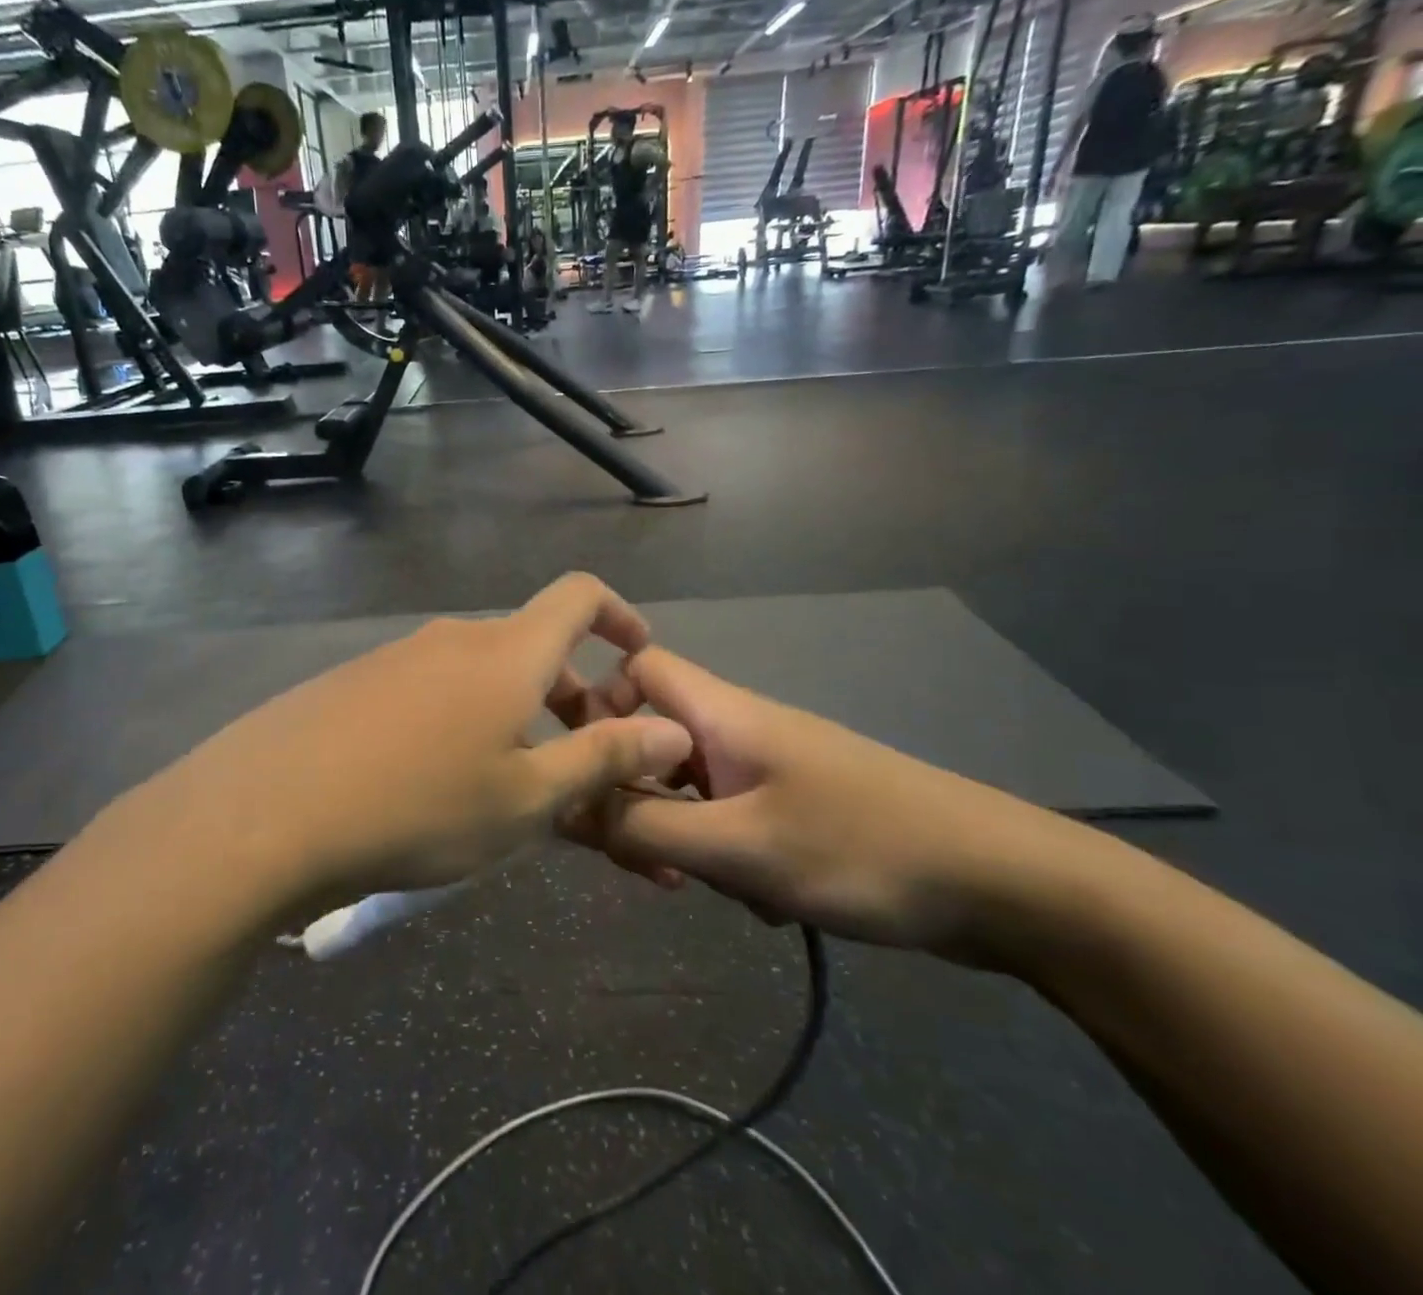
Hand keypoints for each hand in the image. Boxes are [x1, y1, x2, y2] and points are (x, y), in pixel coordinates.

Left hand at [137, 575, 694, 913]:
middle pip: (530, 645)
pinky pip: (429, 687)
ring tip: (507, 783)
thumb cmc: (419, 808)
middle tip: (576, 761)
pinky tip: (434, 779)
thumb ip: (604, 758)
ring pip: (478, 671)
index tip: (637, 658)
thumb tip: (671, 728)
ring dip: (512, 711)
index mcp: (506, 653)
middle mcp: (452, 638)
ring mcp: (396, 655)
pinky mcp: (354, 680)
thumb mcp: (526, 798)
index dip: (618, 615)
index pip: (578, 595)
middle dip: (569, 692)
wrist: (268, 812)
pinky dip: (459, 718)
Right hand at [567, 648, 1093, 961]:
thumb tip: (564, 805)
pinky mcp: (794, 804)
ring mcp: (769, 767)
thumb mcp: (738, 847)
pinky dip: (724, 853)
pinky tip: (760, 900)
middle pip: (654, 735)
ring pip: (689, 785)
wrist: (1003, 885)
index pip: (637, 668)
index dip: (601, 705)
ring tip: (705, 886)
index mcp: (722, 713)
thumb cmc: (860, 849)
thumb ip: (642, 826)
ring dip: (678, 833)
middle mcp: (739, 728)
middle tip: (644, 861)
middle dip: (634, 794)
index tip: (589, 771)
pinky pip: (729, 817)